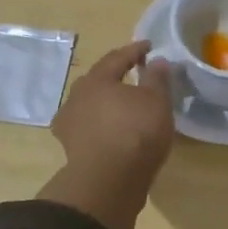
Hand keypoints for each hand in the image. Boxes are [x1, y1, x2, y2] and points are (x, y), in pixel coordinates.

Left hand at [40, 41, 175, 228]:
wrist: (109, 181)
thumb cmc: (136, 132)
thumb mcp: (157, 101)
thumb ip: (157, 78)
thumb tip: (157, 61)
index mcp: (97, 79)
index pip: (117, 57)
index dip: (135, 50)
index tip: (150, 47)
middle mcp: (77, 96)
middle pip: (98, 80)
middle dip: (116, 75)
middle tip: (134, 74)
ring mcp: (70, 123)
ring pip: (90, 104)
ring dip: (106, 101)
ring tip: (123, 105)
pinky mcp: (71, 148)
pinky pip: (88, 128)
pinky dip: (100, 124)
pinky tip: (109, 130)